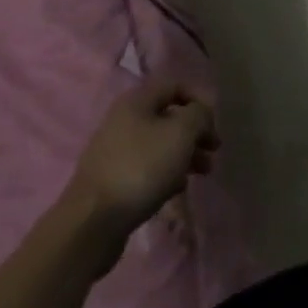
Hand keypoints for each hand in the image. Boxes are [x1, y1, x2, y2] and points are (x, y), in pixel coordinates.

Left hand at [67, 80, 218, 235]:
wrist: (92, 222)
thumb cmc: (141, 168)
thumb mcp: (181, 133)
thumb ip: (199, 115)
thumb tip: (200, 114)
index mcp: (136, 101)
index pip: (175, 85)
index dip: (199, 99)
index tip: (214, 124)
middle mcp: (123, 119)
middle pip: (168, 117)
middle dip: (195, 132)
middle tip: (214, 151)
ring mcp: (114, 151)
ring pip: (158, 144)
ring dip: (184, 154)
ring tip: (203, 173)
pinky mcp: (111, 180)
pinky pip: (146, 168)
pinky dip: (166, 174)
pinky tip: (177, 189)